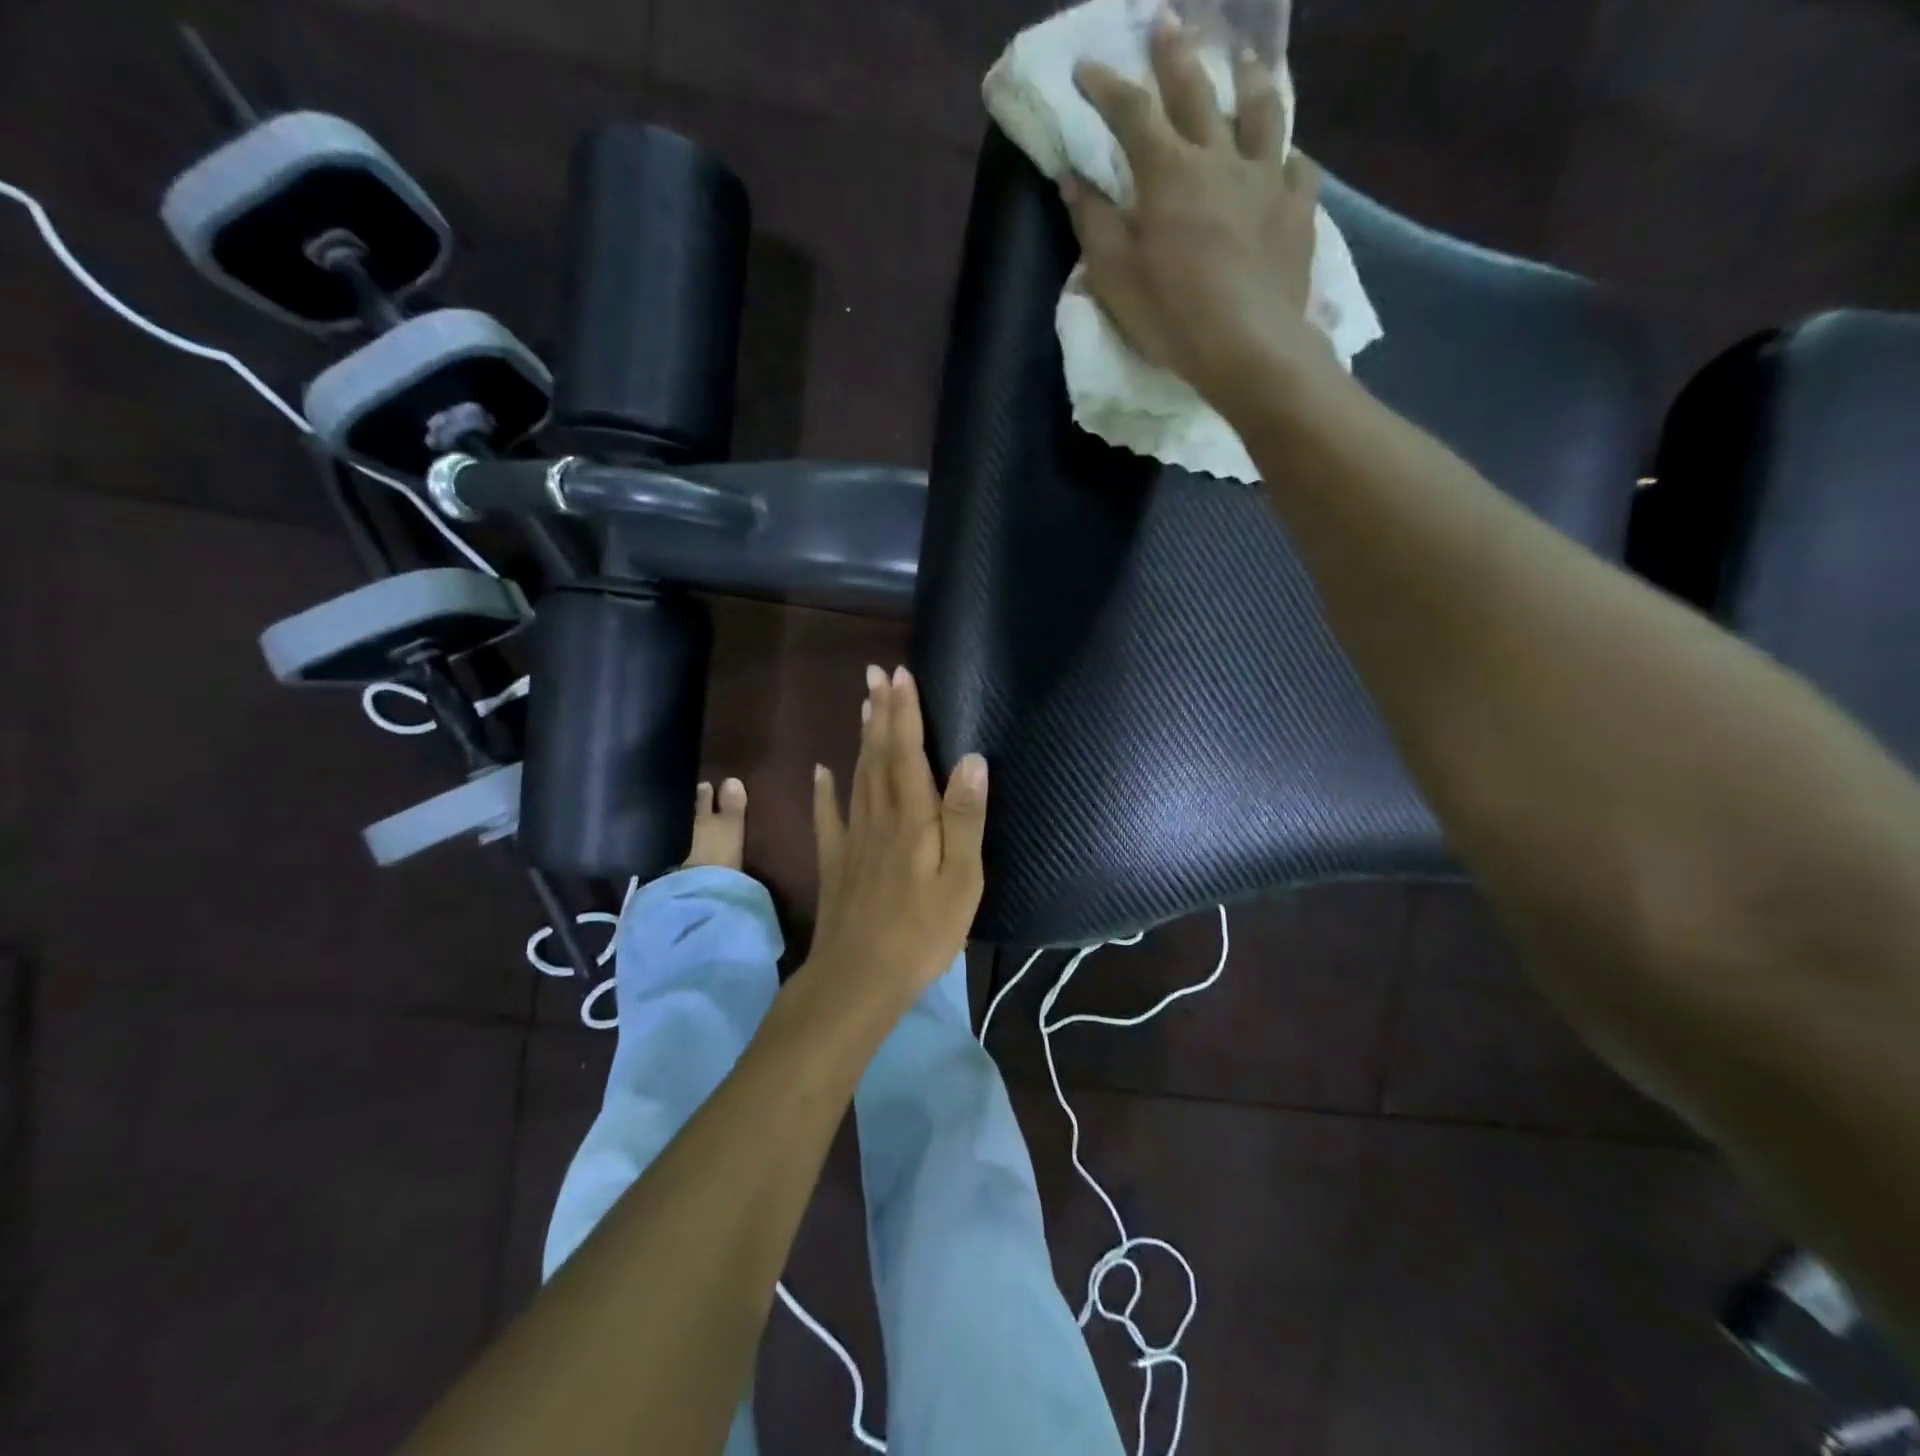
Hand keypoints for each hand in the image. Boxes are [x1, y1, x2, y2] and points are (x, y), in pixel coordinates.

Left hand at [807, 665, 988, 1003]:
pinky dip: (824, 790)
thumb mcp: (961, 879)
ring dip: (861, 739)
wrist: (858, 977)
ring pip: (857, 776)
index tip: (900, 675)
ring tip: (862, 706)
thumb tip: (972, 758)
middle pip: (878, 755)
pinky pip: (828, 815)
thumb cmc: (922, 931)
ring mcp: (852, 838)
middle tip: (876, 674)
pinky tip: (820, 771)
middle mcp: (878, 816)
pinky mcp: (836, 861)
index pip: (907, 752)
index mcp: (912, 817)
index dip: (905, 712)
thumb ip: (965, 818)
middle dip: (880, 712)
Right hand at [1066, 14, 1331, 409]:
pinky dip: (1287, 155)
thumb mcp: (1116, 278)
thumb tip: (1072, 179)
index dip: (1107, 86)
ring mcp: (1266, 179)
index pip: (1132, 114)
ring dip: (1248, 79)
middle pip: (1197, 91)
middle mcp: (1220, 158)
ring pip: (1261, 111)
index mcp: (1168, 174)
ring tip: (1243, 60)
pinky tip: (1285, 157)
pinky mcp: (1297, 210)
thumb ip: (1094, 224)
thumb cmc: (1172, 317)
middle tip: (1167, 21)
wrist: (1248, 348)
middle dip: (1176, 54)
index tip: (1087, 66)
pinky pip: (1298, 166)